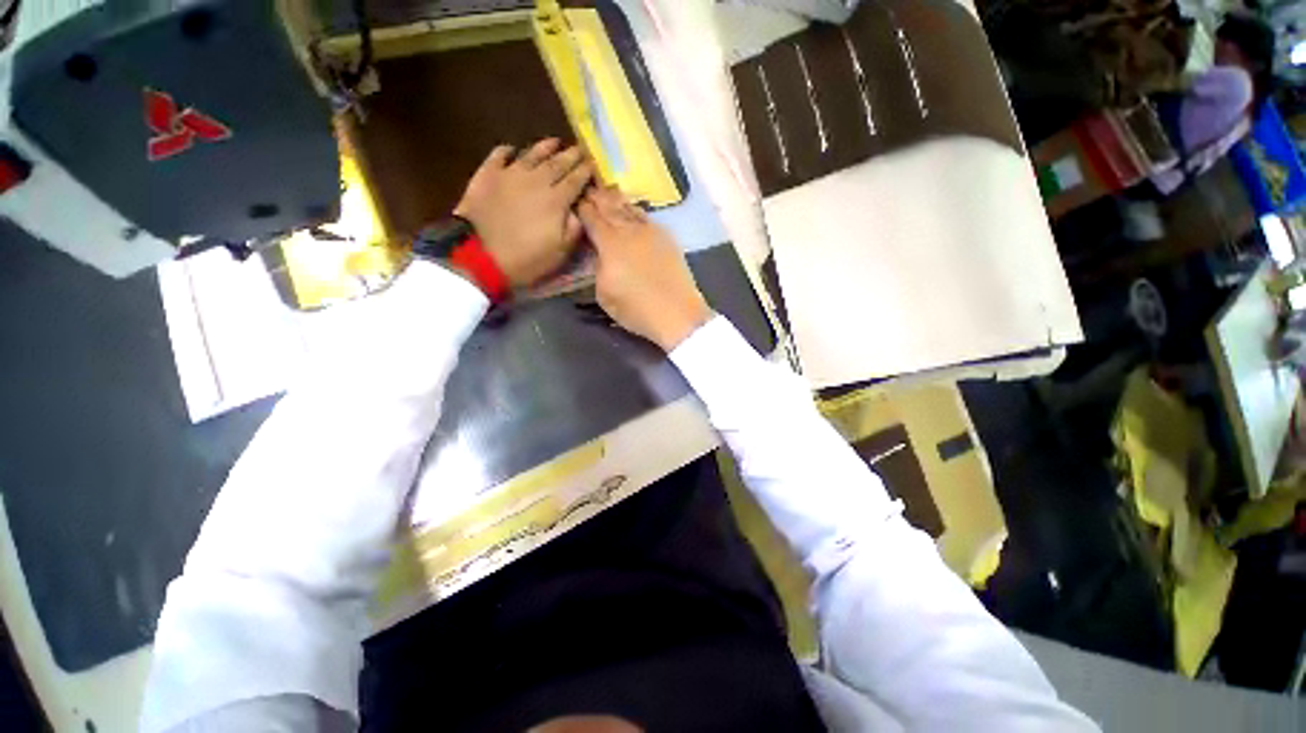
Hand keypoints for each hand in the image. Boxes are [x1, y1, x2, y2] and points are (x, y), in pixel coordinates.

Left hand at [455, 140, 593, 286]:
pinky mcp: (488, 175)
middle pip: (557, 163)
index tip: (594, 164)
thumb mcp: (560, 252)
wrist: (480, 254)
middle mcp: (536, 180)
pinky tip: (513, 149)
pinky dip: (508, 150)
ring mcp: (510, 174)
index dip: (586, 171)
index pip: (576, 180)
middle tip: (580, 149)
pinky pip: (499, 155)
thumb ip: (574, 228)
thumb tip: (580, 210)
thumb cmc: (527, 258)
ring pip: (532, 154)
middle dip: (571, 155)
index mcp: (556, 200)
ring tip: (555, 142)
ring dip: (545, 147)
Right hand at [578, 187, 712, 350]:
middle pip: (610, 207)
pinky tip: (632, 210)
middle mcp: (629, 230)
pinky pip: (645, 216)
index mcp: (610, 243)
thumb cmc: (636, 309)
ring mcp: (650, 231)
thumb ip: (598, 267)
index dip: (582, 207)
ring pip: (629, 208)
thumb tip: (600, 253)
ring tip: (607, 192)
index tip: (575, 200)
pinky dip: (634, 210)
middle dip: (596, 197)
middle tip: (587, 189)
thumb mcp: (604, 293)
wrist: (676, 312)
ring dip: (615, 199)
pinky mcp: (666, 237)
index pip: (591, 217)